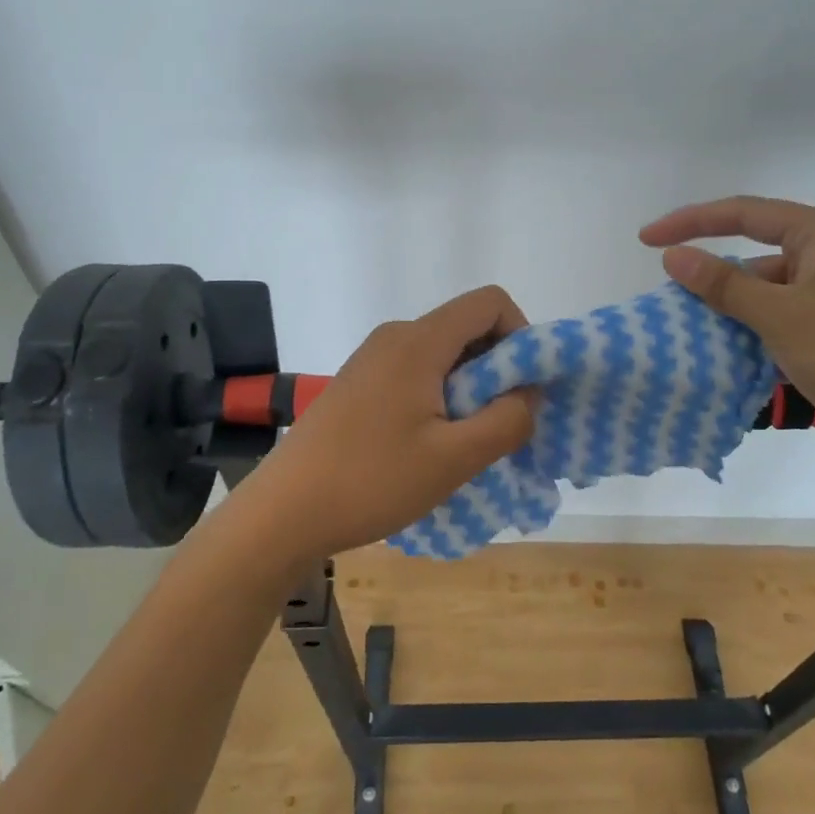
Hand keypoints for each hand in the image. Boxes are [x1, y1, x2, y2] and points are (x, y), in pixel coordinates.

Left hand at [237, 286, 538, 562]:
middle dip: (498, 368)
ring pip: (443, 353)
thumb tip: (530, 393)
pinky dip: (441, 396)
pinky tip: (429, 445)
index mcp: (419, 340)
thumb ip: (507, 420)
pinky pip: (417, 371)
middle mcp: (395, 336)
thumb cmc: (372, 480)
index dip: (521, 334)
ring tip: (463, 442)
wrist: (284, 511)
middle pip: (467, 326)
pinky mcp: (360, 382)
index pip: (489, 302)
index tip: (523, 387)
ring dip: (470, 388)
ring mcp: (373, 358)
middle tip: (498, 424)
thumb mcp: (454, 458)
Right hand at [640, 196, 814, 479]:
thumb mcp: (781, 316)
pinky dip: (764, 333)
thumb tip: (673, 256)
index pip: (746, 212)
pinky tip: (740, 358)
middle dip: (717, 276)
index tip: (646, 240)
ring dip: (739, 310)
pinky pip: (794, 320)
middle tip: (676, 302)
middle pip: (761, 252)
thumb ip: (723, 283)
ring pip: (776, 292)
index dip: (691, 222)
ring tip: (700, 335)